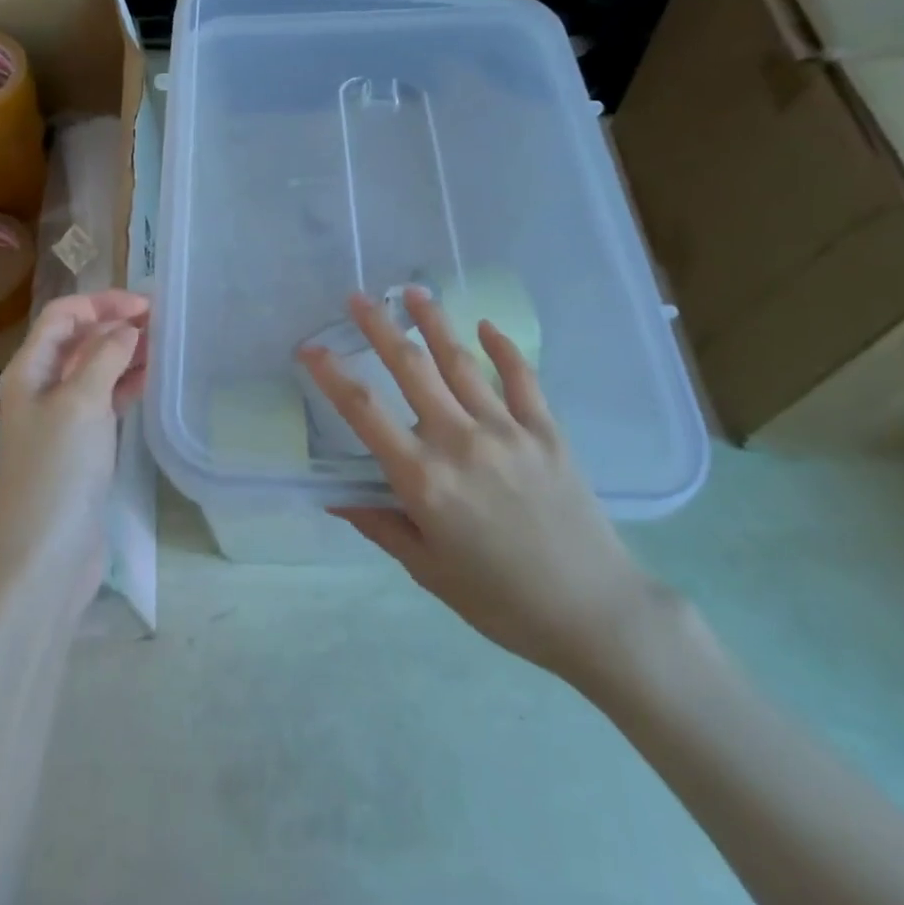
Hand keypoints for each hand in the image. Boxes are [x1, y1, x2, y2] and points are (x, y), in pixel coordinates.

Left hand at [0, 290, 149, 612]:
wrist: (45, 556)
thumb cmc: (58, 471)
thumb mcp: (81, 403)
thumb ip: (105, 356)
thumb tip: (126, 327)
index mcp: (29, 370)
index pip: (62, 316)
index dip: (101, 302)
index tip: (145, 307)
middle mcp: (40, 387)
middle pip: (77, 340)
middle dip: (114, 324)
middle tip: (160, 324)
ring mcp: (59, 419)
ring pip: (93, 370)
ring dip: (122, 354)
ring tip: (161, 347)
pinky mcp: (78, 446)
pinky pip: (102, 401)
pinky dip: (124, 386)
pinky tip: (149, 381)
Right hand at [300, 286, 665, 686]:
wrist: (594, 612)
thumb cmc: (500, 600)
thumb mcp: (427, 569)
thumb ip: (380, 523)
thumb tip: (334, 494)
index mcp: (423, 479)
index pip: (364, 412)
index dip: (331, 375)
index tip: (309, 348)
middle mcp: (460, 442)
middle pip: (411, 369)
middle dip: (380, 328)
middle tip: (358, 298)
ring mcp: (507, 430)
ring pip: (461, 362)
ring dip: (434, 322)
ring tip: (413, 291)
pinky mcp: (547, 431)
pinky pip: (521, 379)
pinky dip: (502, 348)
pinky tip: (485, 326)